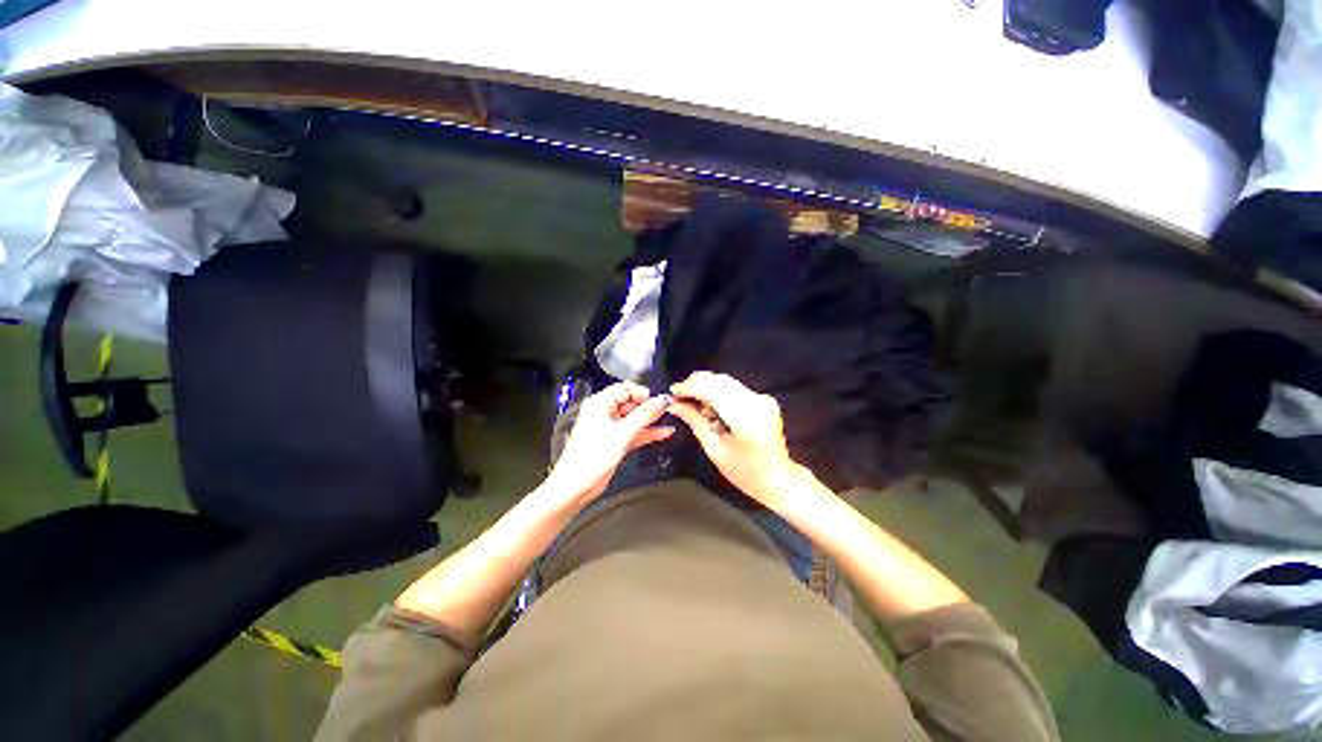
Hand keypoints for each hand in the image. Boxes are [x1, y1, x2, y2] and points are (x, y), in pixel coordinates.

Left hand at [544, 382, 673, 506]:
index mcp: (599, 403)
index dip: (642, 393)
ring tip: (670, 419)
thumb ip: (644, 415)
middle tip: (667, 410)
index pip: (625, 388)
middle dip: (649, 407)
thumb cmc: (590, 458)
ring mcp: (609, 428)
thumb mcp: (622, 433)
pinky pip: (634, 432)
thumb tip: (662, 400)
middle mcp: (603, 412)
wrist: (576, 486)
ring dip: (650, 420)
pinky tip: (664, 432)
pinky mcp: (614, 442)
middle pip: (631, 403)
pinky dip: (647, 432)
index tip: (658, 401)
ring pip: (634, 418)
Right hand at [668, 372, 798, 504]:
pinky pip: (735, 387)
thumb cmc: (743, 472)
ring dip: (706, 385)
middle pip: (720, 381)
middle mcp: (758, 403)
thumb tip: (673, 404)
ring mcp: (763, 398)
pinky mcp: (764, 398)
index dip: (691, 388)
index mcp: (746, 420)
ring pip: (727, 381)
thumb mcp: (713, 449)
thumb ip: (694, 421)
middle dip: (696, 383)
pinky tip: (708, 403)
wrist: (777, 478)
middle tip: (679, 395)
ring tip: (691, 399)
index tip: (673, 392)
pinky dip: (717, 390)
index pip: (713, 391)